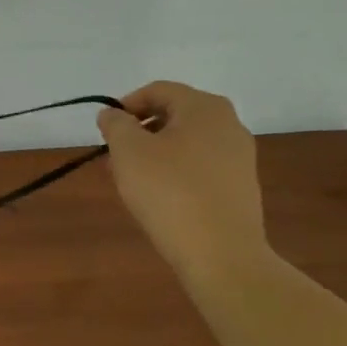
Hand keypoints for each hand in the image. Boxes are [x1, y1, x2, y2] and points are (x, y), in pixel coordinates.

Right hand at [96, 81, 267, 282]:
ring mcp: (239, 157)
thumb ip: (115, 124)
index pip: (158, 90)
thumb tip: (113, 115)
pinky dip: (176, 172)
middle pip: (174, 115)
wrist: (222, 254)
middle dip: (140, 131)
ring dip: (155, 153)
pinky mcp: (240, 187)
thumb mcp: (128, 151)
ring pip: (186, 142)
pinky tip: (159, 197)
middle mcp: (229, 124)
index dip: (126, 105)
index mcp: (204, 107)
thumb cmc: (169, 192)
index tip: (106, 130)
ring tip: (131, 179)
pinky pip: (200, 166)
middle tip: (115, 156)